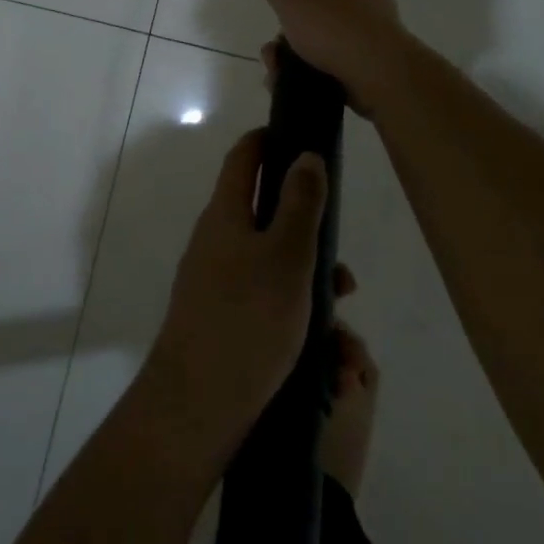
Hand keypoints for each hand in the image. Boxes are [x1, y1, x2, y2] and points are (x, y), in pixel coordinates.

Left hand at [144, 130, 327, 460]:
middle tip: (345, 277)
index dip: (270, 139)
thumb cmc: (248, 318)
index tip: (303, 138)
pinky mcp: (223, 324)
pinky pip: (269, 311)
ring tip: (347, 344)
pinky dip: (300, 328)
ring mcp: (217, 285)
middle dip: (312, 243)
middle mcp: (217, 243)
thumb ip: (301, 203)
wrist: (196, 406)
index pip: (244, 157)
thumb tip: (305, 154)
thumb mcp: (286, 255)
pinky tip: (330, 369)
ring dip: (314, 297)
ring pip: (276, 273)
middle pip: (268, 220)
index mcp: (225, 214)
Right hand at [261, 0, 411, 117]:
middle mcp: (366, 1)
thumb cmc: (334, 24)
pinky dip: (303, 73)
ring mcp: (371, 36)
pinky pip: (328, 66)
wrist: (377, 74)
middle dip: (297, 18)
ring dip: (294, 50)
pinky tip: (285, 82)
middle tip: (278, 34)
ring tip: (276, 64)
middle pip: (325, 1)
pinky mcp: (370, 68)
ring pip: (322, 38)